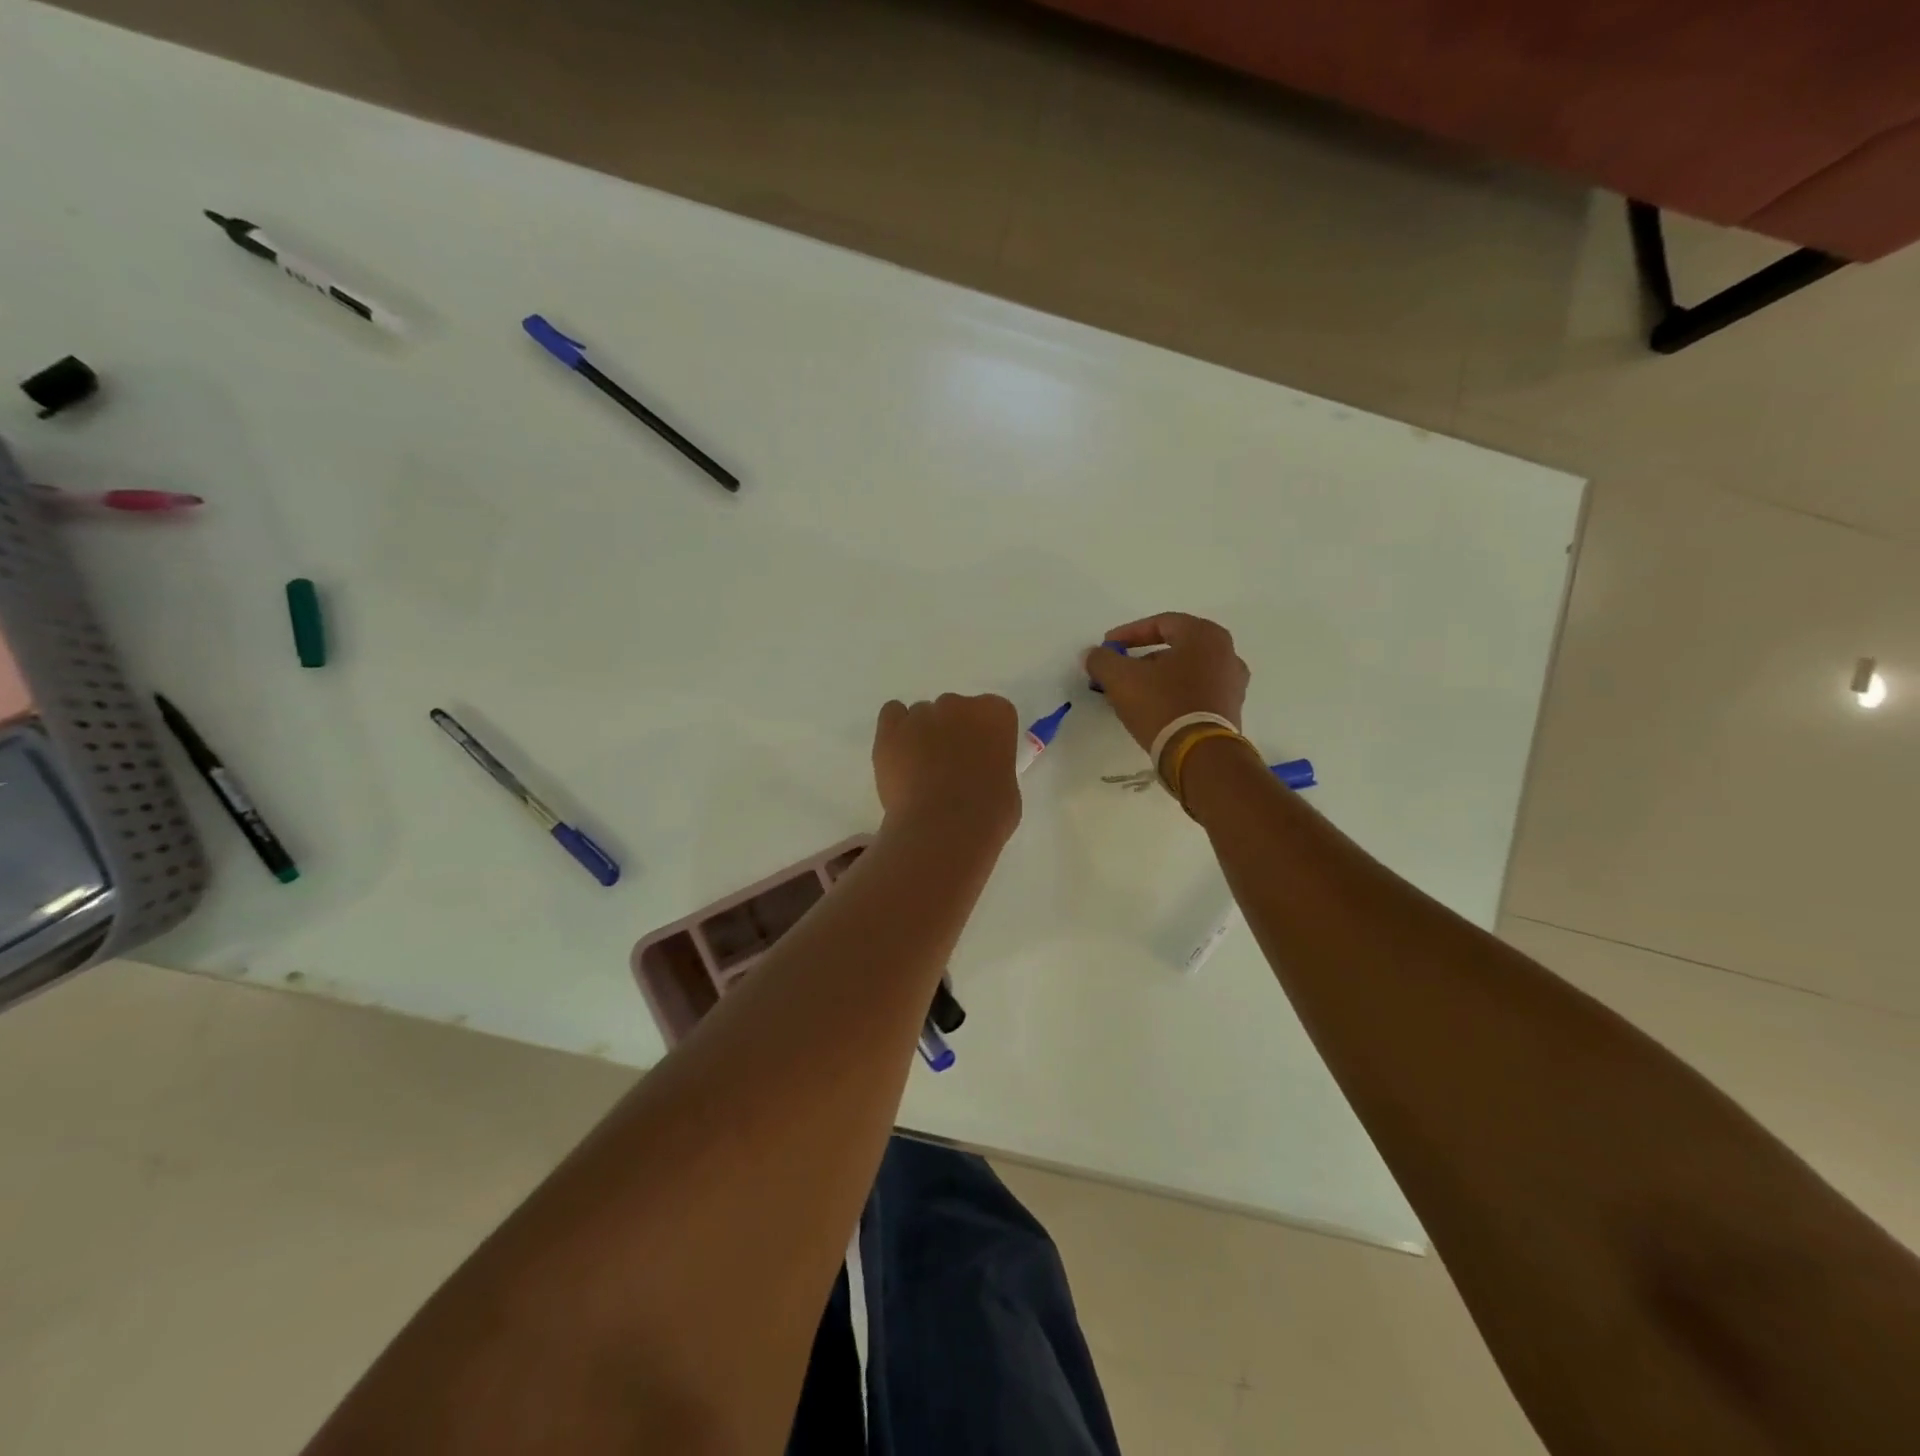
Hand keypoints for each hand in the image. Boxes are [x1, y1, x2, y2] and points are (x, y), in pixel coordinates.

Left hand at [872, 693, 1021, 844]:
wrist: (943, 828)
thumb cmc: (988, 815)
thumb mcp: (1008, 789)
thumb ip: (994, 768)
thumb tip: (980, 775)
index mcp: (996, 714)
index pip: (992, 713)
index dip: (984, 738)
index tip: (980, 761)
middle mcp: (959, 704)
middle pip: (954, 710)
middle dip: (952, 734)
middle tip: (949, 769)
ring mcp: (921, 714)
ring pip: (922, 716)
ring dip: (922, 736)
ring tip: (919, 773)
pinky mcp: (890, 729)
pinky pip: (892, 715)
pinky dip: (895, 731)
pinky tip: (898, 757)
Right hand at [1084, 612, 1250, 755]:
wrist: (1200, 755)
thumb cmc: (1162, 704)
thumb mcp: (1121, 678)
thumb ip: (1102, 660)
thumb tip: (1092, 654)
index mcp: (1204, 635)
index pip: (1161, 623)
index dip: (1129, 633)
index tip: (1107, 646)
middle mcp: (1227, 653)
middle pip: (1176, 647)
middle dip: (1142, 658)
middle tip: (1119, 670)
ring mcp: (1233, 684)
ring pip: (1186, 672)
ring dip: (1158, 678)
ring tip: (1132, 693)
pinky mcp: (1231, 711)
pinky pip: (1197, 693)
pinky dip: (1174, 695)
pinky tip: (1153, 710)